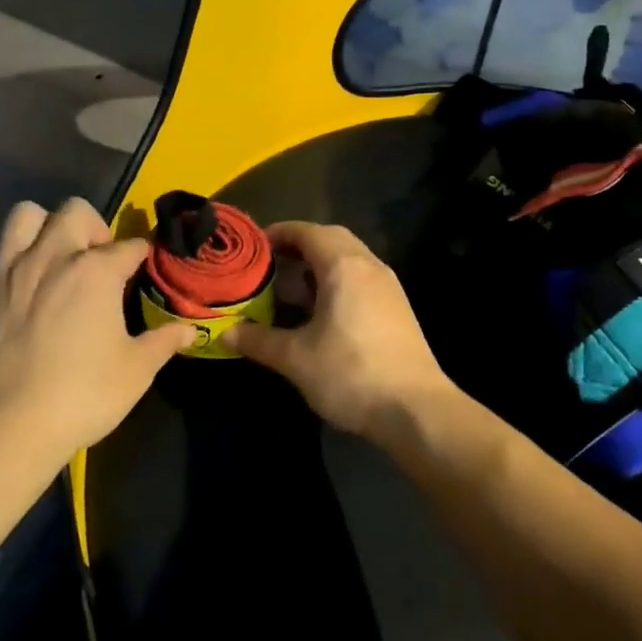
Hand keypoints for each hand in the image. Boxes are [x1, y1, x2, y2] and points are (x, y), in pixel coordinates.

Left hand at [0, 199, 195, 460]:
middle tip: (97, 261)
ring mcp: (12, 267)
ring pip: (27, 214)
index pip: (130, 247)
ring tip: (54, 255)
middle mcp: (53, 255)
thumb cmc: (83, 394)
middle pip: (76, 211)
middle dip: (94, 227)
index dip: (141, 257)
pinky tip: (20, 274)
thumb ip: (163, 341)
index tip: (143, 269)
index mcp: (96, 270)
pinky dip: (8, 250)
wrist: (10, 425)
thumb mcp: (136, 370)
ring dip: (45, 226)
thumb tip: (189, 331)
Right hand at [223, 222, 455, 443]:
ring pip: (349, 258)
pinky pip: (362, 278)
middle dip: (300, 246)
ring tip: (293, 290)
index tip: (255, 247)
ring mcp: (388, 286)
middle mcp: (368, 265)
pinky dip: (338, 281)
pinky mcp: (398, 307)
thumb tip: (226, 333)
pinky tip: (323, 312)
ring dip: (320, 265)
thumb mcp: (295, 359)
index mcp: (343, 266)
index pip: (307, 231)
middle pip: (331, 238)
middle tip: (272, 266)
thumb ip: (259, 341)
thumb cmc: (351, 373)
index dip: (279, 233)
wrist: (416, 409)